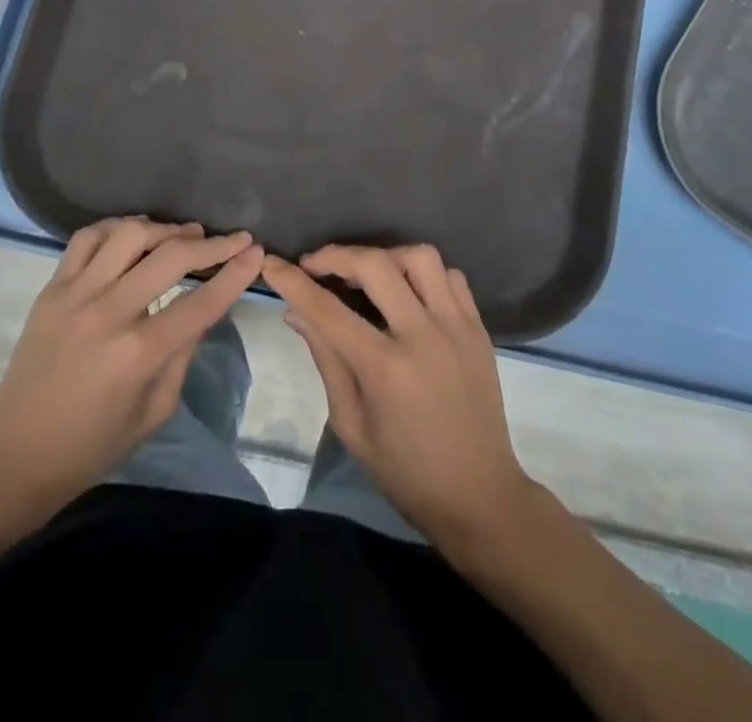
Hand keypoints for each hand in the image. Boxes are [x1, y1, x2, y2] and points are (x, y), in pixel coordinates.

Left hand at [0, 217, 263, 514]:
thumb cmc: (93, 445)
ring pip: (128, 234)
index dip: (234, 274)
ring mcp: (75, 295)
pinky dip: (116, 227)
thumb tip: (205, 307)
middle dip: (211, 243)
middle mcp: (109, 313)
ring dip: (164, 228)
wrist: (16, 456)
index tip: (255, 252)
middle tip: (233, 238)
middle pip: (170, 257)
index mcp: (139, 353)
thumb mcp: (155, 410)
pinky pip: (86, 238)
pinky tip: (135, 234)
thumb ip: (184, 352)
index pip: (200, 301)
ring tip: (185, 234)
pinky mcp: (51, 288)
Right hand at [262, 244, 533, 546]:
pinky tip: (407, 290)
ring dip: (385, 256)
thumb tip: (296, 312)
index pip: (328, 310)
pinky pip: (451, 276)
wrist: (479, 496)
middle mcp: (423, 336)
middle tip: (316, 265)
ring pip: (421, 257)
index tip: (272, 264)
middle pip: (376, 265)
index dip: (294, 282)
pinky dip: (424, 273)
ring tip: (366, 273)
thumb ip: (325, 360)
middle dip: (337, 255)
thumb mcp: (351, 424)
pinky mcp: (478, 328)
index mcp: (385, 369)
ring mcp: (457, 327)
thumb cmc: (405, 471)